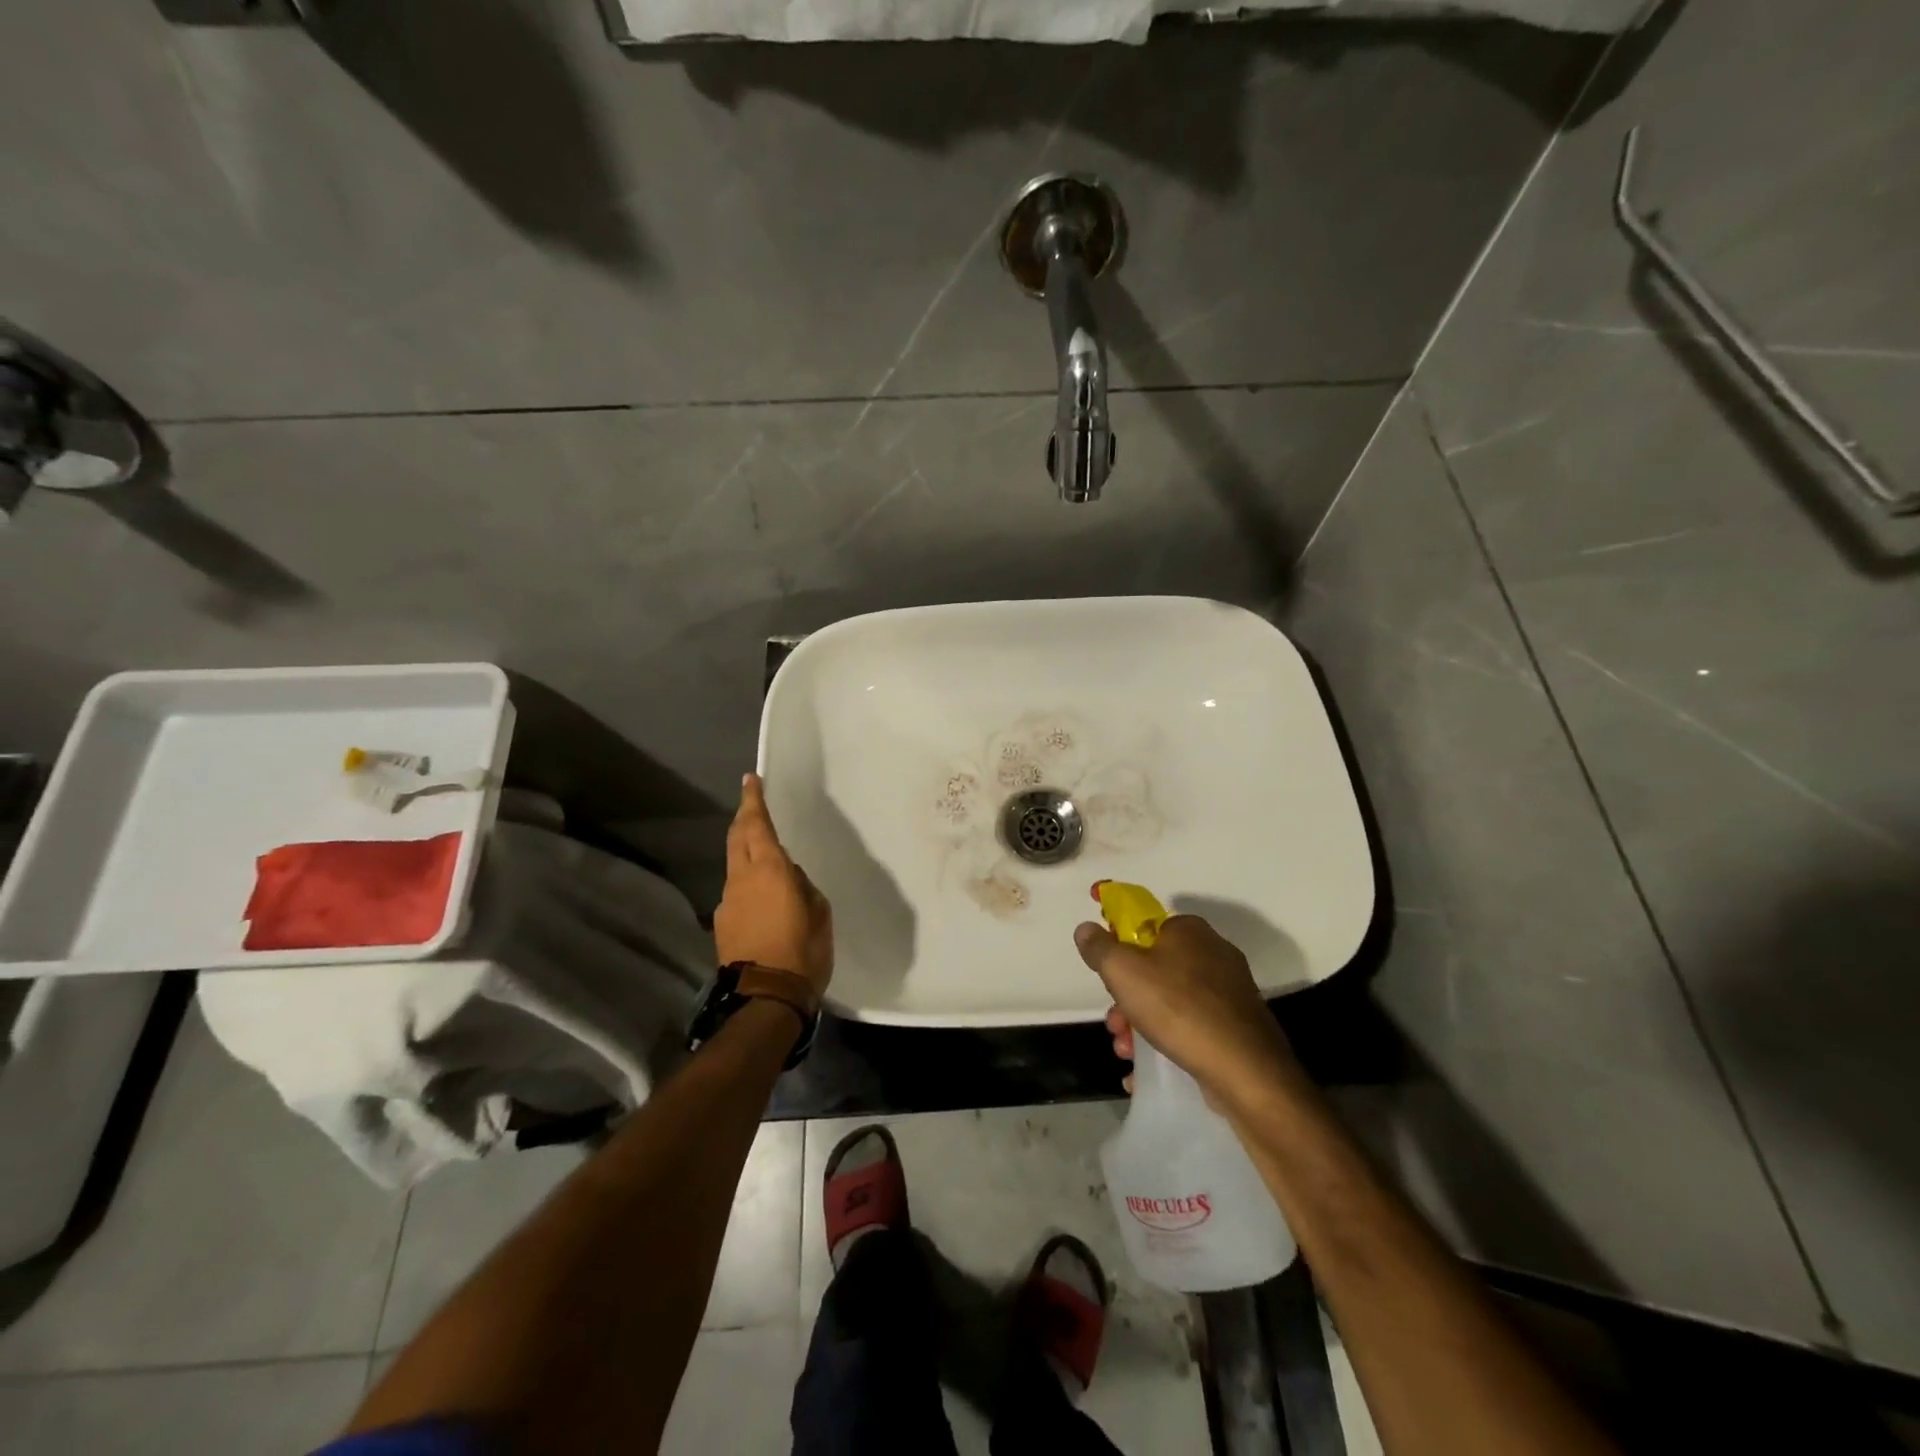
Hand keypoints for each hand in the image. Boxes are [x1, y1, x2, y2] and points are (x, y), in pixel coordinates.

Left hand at [715, 774, 833, 995]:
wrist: (766, 998)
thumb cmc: (803, 951)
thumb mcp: (819, 912)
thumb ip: (803, 886)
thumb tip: (789, 877)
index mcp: (770, 870)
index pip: (757, 825)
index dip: (753, 801)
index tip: (751, 780)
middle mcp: (742, 879)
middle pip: (737, 838)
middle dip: (744, 818)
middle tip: (752, 805)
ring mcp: (727, 902)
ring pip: (734, 866)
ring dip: (745, 853)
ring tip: (764, 858)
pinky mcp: (721, 924)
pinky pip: (736, 892)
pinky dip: (746, 884)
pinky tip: (761, 901)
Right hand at [1075, 915, 1298, 1108]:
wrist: (1245, 1070)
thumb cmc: (1178, 1007)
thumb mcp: (1123, 971)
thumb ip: (1099, 947)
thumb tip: (1086, 929)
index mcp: (1189, 930)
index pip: (1145, 926)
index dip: (1119, 948)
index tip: (1107, 977)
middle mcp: (1213, 953)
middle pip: (1154, 969)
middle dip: (1126, 998)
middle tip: (1114, 1023)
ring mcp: (1229, 992)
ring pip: (1170, 1001)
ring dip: (1140, 1024)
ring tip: (1126, 1052)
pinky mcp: (1237, 1027)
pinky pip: (1191, 1027)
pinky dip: (1167, 1043)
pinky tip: (1145, 1070)